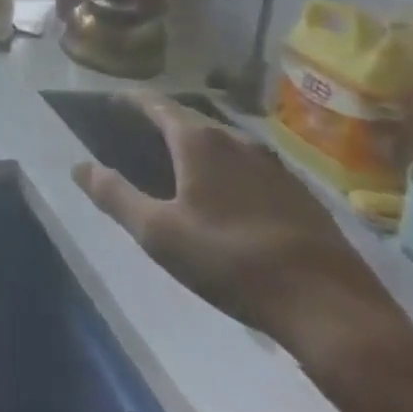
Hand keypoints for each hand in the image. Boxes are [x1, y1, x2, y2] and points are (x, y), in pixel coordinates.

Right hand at [73, 96, 394, 344]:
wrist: (333, 311)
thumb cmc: (231, 261)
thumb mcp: (157, 233)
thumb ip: (114, 195)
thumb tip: (79, 166)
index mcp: (199, 141)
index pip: (155, 104)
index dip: (129, 101)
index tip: (110, 102)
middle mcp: (237, 140)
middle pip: (190, 119)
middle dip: (161, 121)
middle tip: (136, 133)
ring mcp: (275, 166)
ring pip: (223, 142)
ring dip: (196, 145)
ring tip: (176, 162)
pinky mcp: (301, 195)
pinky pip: (249, 166)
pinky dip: (225, 168)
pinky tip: (224, 196)